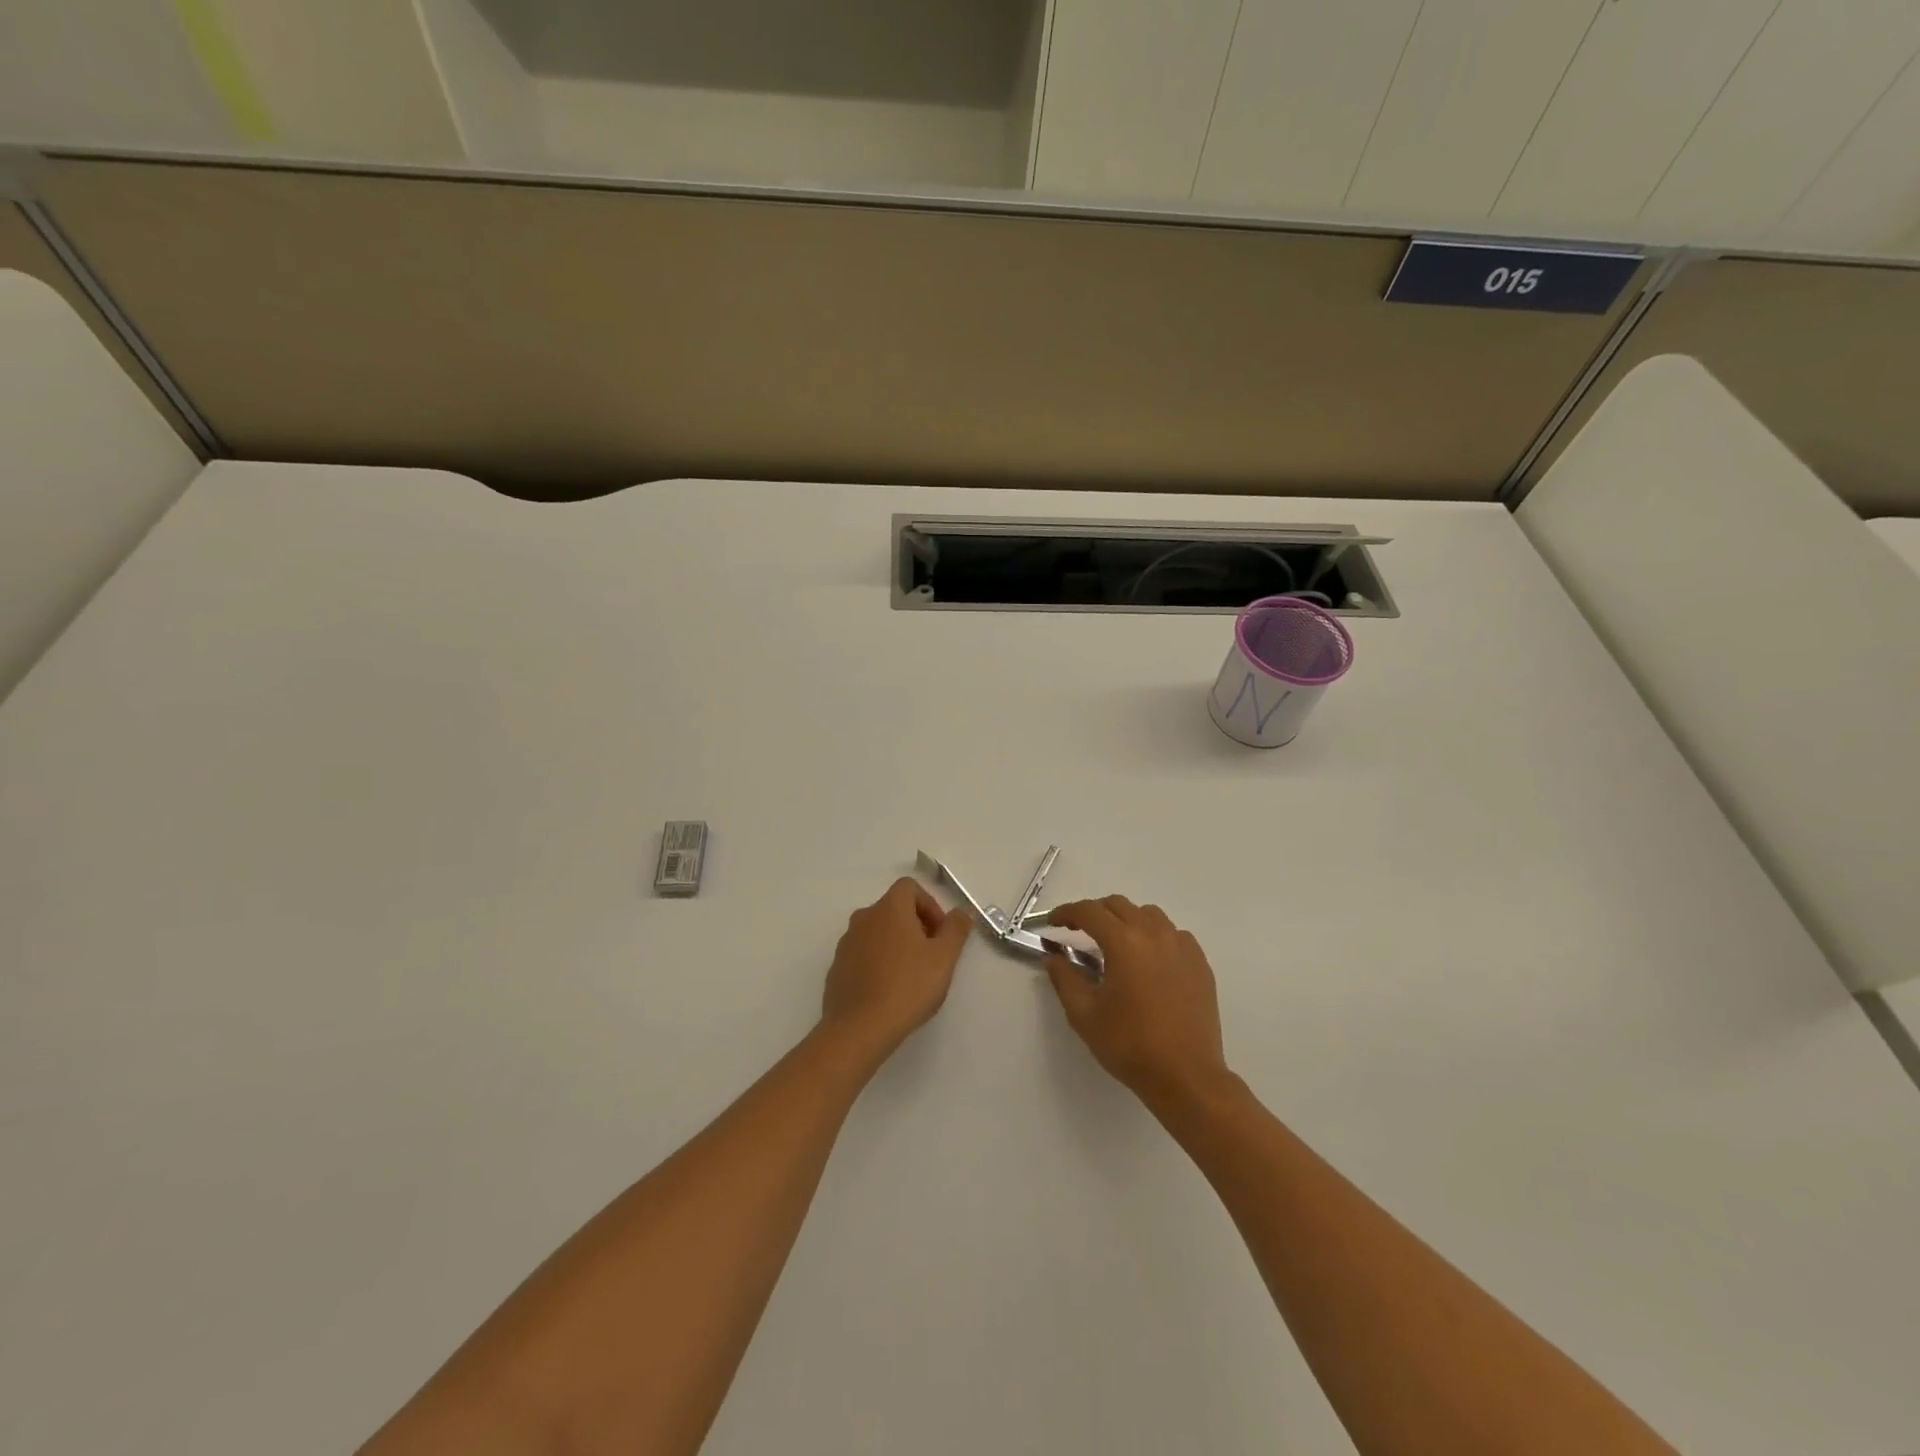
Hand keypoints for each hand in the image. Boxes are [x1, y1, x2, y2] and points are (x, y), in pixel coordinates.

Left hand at [820, 877, 971, 1065]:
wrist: (859, 1029)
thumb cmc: (908, 987)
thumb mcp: (944, 958)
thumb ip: (956, 929)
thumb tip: (962, 912)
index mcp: (889, 908)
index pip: (909, 887)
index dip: (930, 904)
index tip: (940, 934)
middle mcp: (864, 918)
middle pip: (893, 909)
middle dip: (916, 926)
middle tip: (932, 956)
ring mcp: (846, 943)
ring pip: (878, 932)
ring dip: (897, 944)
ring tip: (911, 976)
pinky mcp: (837, 968)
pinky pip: (863, 954)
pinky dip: (878, 962)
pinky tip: (888, 991)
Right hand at [1043, 897, 1230, 1110]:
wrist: (1186, 1076)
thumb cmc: (1130, 1045)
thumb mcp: (1084, 1015)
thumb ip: (1065, 978)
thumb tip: (1053, 957)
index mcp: (1124, 942)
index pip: (1089, 912)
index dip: (1066, 913)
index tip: (1052, 924)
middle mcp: (1154, 934)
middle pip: (1118, 906)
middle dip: (1094, 914)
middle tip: (1078, 933)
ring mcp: (1181, 946)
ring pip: (1148, 915)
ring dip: (1126, 920)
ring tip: (1115, 945)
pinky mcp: (1199, 963)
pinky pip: (1173, 934)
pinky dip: (1154, 936)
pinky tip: (1148, 961)